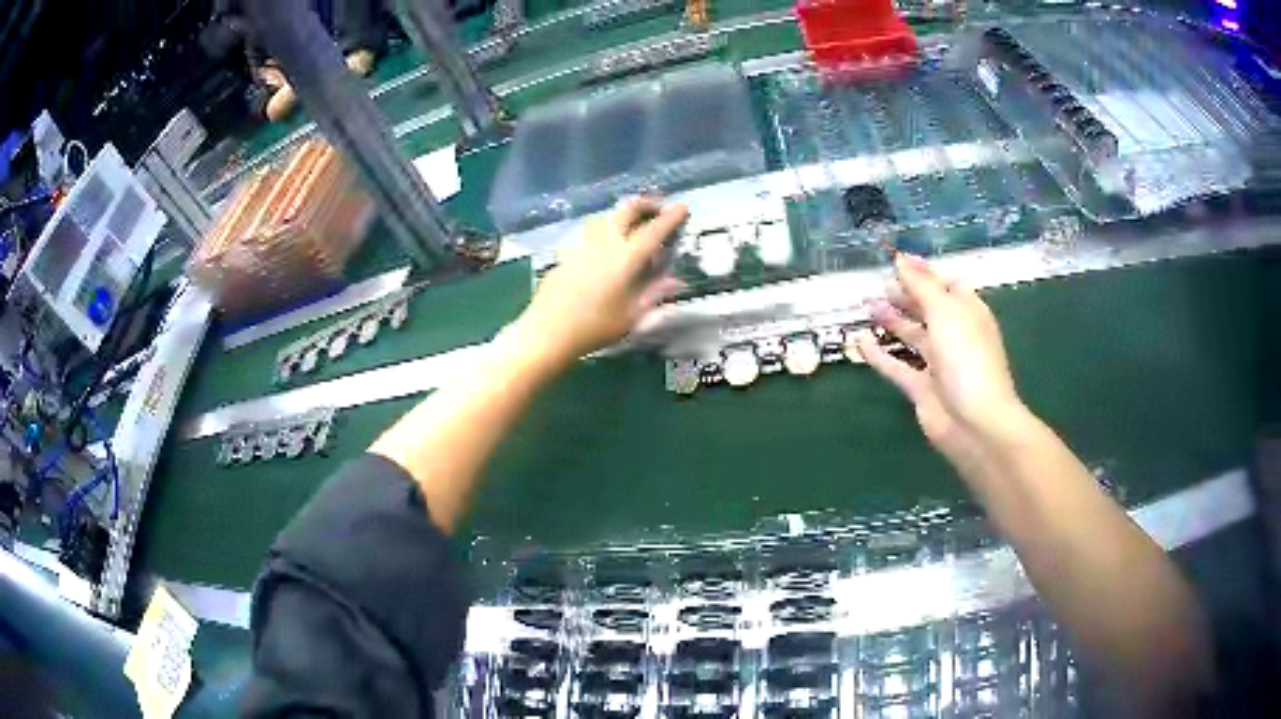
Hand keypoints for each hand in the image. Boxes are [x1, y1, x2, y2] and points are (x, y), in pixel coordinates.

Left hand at [512, 197, 687, 369]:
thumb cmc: (594, 328)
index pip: (654, 230)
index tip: (683, 207)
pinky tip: (606, 248)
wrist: (547, 331)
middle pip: (627, 210)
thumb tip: (677, 282)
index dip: (671, 217)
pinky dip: (607, 231)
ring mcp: (582, 245)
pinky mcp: (567, 253)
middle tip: (659, 210)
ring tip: (634, 226)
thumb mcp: (631, 316)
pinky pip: (591, 233)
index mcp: (625, 258)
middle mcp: (605, 243)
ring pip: (607, 217)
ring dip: (625, 215)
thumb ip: (654, 294)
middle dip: (647, 204)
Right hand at [857, 254, 1027, 461]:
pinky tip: (860, 342)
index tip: (897, 262)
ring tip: (867, 306)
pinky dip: (880, 355)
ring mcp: (939, 363)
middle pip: (928, 309)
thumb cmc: (966, 357)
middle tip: (879, 284)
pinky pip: (898, 367)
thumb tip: (901, 259)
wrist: (974, 422)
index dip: (924, 273)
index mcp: (968, 312)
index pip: (946, 285)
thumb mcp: (945, 311)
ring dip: (892, 321)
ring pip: (912, 336)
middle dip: (906, 295)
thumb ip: (921, 285)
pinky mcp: (922, 389)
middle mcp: (955, 335)